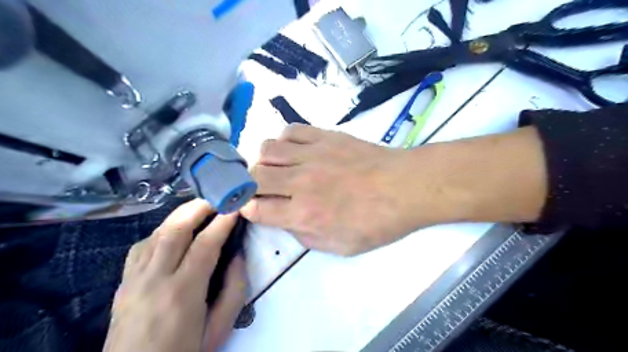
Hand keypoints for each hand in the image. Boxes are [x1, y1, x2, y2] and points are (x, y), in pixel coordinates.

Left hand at [103, 200, 245, 351]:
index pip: (205, 244)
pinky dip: (161, 231)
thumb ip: (234, 289)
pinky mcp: (123, 283)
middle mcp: (154, 279)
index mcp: (182, 292)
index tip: (236, 206)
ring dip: (180, 215)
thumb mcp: (219, 328)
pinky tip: (173, 233)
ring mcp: (133, 279)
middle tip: (217, 197)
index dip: (223, 222)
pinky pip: (141, 246)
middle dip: (198, 208)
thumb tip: (237, 255)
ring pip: (156, 234)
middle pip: (174, 230)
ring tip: (200, 208)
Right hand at [242, 124, 438, 255]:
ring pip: (267, 149)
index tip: (250, 207)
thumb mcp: (340, 246)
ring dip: (264, 161)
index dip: (246, 208)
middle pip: (254, 176)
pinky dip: (285, 140)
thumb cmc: (377, 222)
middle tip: (261, 188)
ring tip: (276, 168)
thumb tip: (285, 220)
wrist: (405, 187)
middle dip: (249, 184)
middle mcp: (301, 182)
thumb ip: (305, 236)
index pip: (256, 208)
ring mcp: (312, 154)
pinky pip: (291, 130)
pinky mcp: (325, 136)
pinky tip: (294, 150)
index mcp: (304, 213)